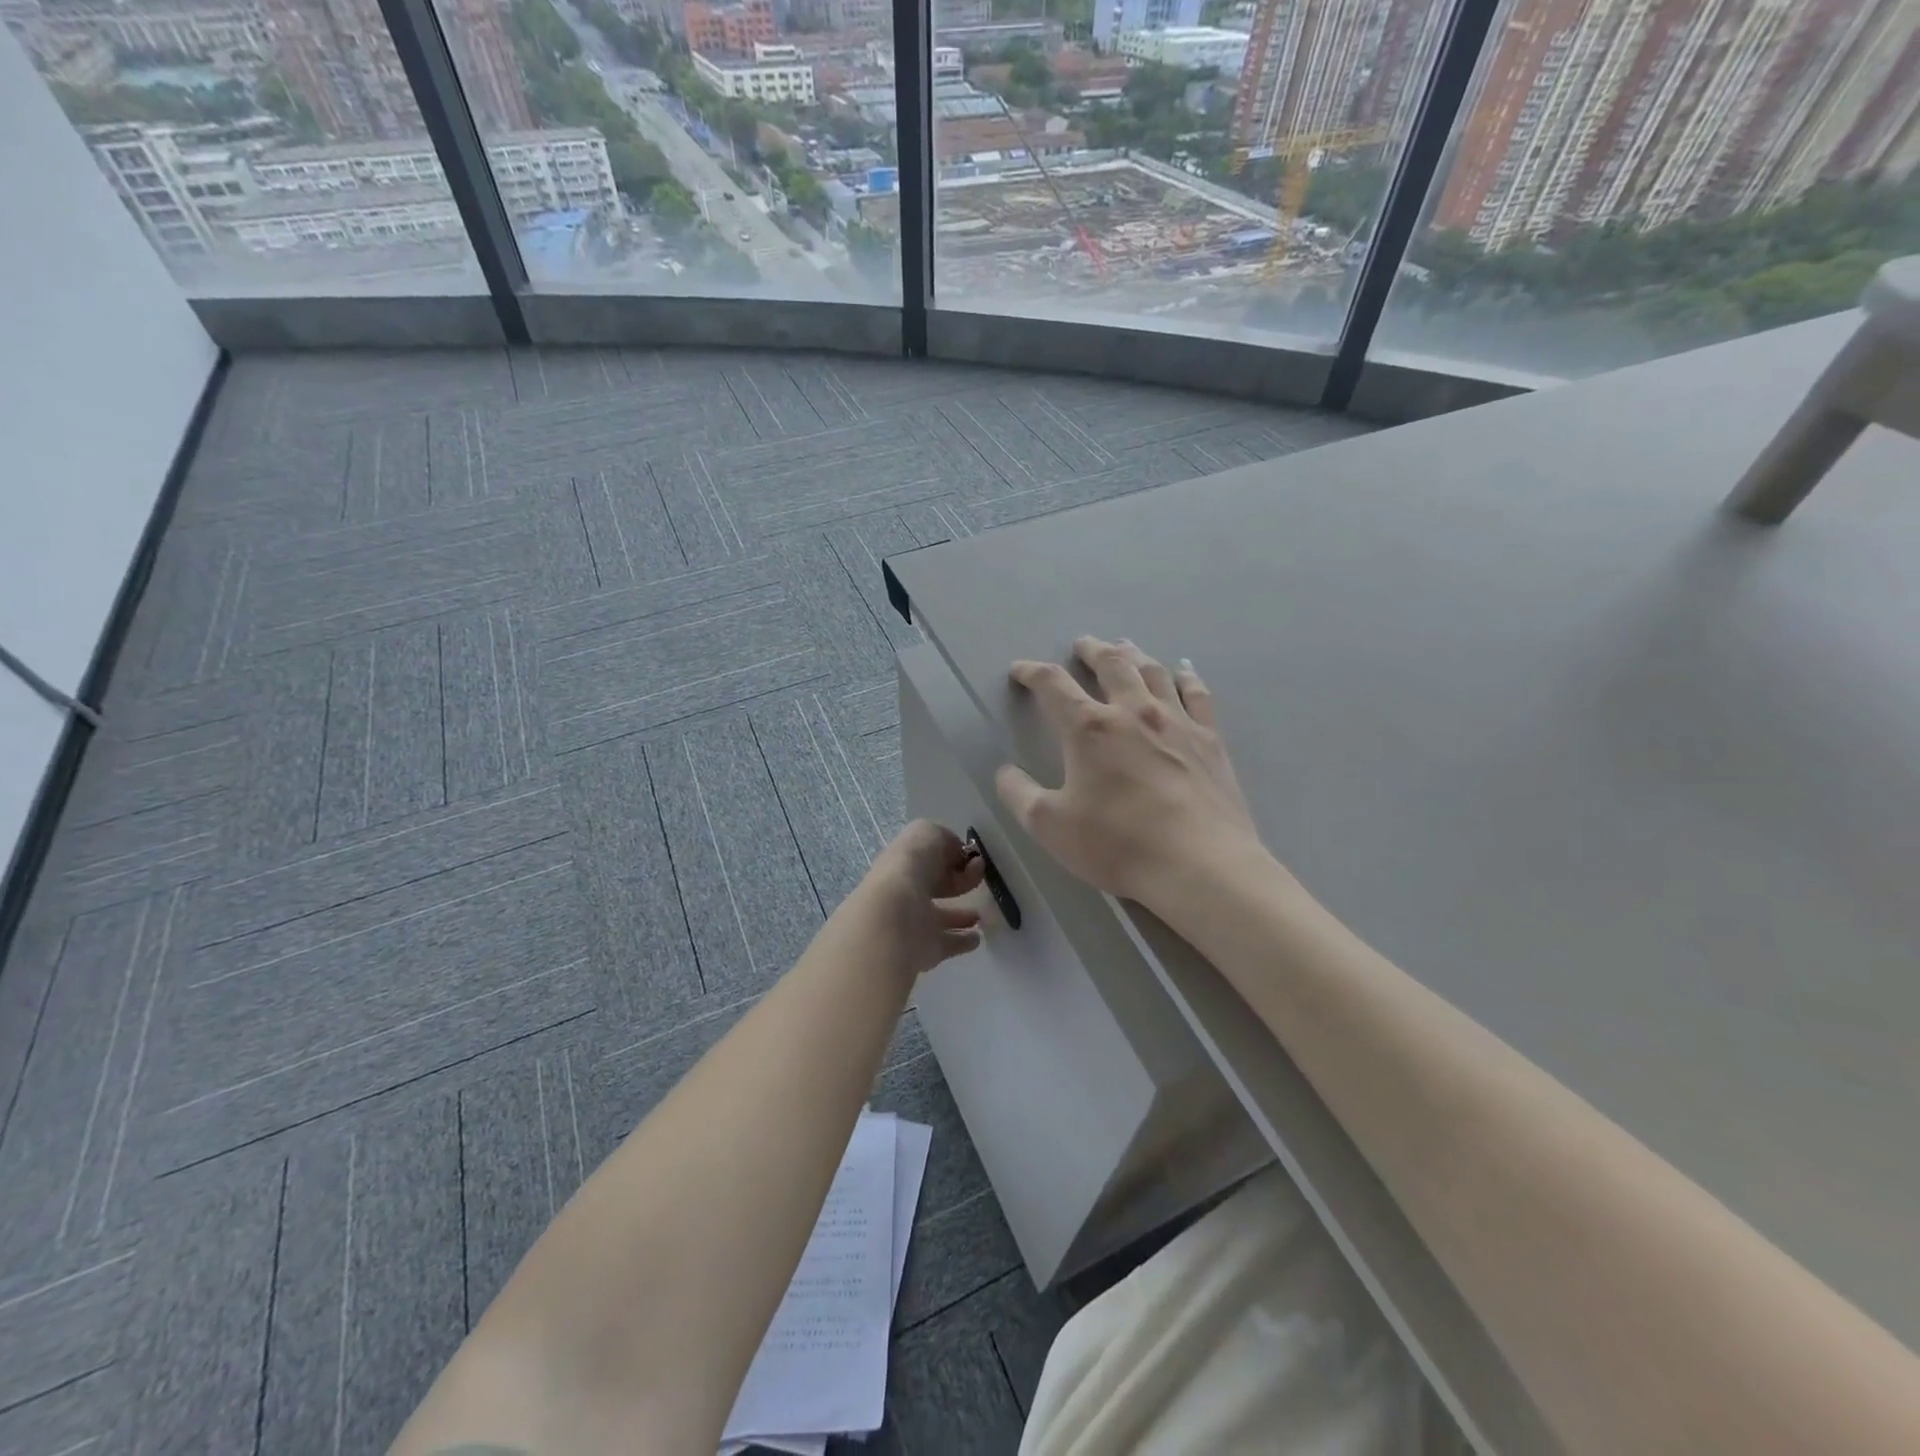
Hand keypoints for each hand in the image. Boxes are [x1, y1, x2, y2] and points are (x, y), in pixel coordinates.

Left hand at [852, 819, 987, 977]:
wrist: (896, 914)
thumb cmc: (912, 866)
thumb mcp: (929, 833)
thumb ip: (945, 840)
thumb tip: (958, 854)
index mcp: (903, 861)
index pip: (927, 857)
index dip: (950, 854)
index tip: (972, 858)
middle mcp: (905, 891)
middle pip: (932, 886)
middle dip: (955, 882)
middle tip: (978, 879)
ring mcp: (914, 922)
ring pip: (940, 917)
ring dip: (959, 915)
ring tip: (979, 915)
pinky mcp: (925, 949)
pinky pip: (948, 943)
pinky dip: (963, 941)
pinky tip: (976, 937)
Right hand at [996, 637, 1268, 913]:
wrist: (1200, 865)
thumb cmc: (1118, 844)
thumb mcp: (1050, 826)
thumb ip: (1019, 794)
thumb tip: (1004, 772)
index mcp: (1090, 729)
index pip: (1053, 685)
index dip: (1032, 672)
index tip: (1020, 670)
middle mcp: (1133, 712)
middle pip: (1110, 664)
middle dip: (1091, 651)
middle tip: (1082, 644)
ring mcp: (1176, 722)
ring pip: (1153, 672)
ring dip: (1133, 654)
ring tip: (1124, 647)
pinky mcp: (1210, 739)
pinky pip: (1196, 694)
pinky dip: (1185, 676)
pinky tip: (1182, 670)